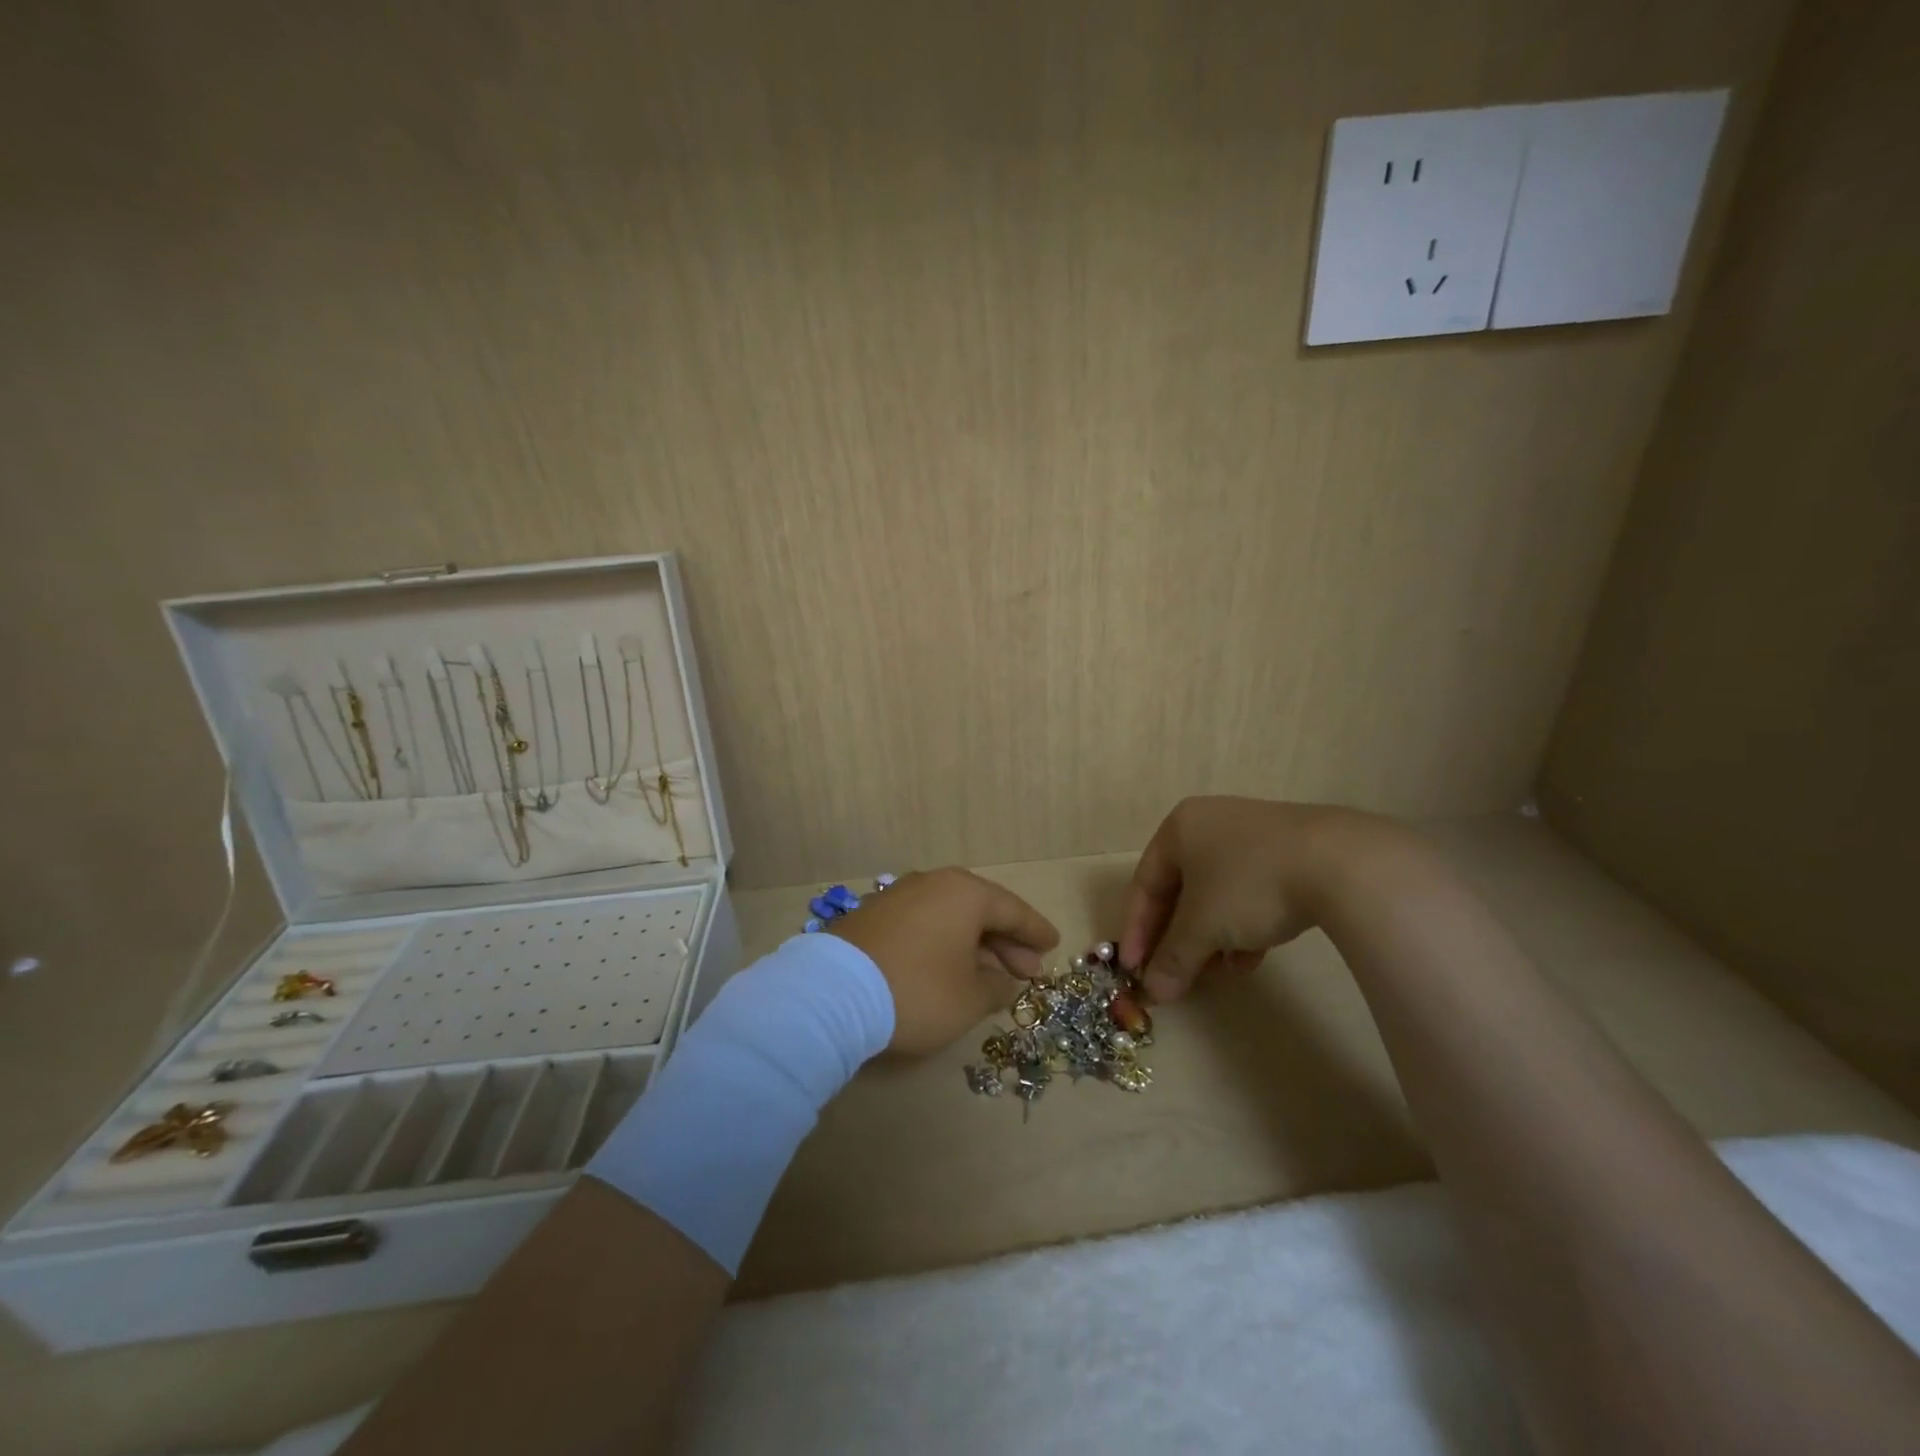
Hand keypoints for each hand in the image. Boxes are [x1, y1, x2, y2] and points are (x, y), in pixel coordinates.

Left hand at [828, 868, 1059, 1056]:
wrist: (832, 994)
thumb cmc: (918, 991)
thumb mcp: (969, 998)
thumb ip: (996, 987)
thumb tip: (1003, 980)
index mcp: (964, 893)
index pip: (1013, 910)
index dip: (1035, 931)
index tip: (1053, 944)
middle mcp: (933, 884)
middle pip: (981, 911)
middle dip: (1007, 943)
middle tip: (1028, 971)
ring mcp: (899, 897)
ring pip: (951, 918)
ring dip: (975, 946)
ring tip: (992, 975)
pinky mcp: (874, 917)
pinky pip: (924, 925)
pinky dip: (944, 944)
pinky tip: (950, 969)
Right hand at [1120, 796, 1399, 1003]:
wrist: (1341, 863)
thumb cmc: (1249, 885)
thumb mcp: (1203, 926)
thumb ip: (1173, 958)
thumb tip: (1154, 992)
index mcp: (1179, 828)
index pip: (1145, 884)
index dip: (1136, 930)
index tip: (1133, 970)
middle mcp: (1211, 824)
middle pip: (1181, 891)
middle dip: (1178, 939)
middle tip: (1174, 976)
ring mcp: (1253, 836)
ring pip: (1217, 895)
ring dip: (1211, 938)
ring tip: (1218, 972)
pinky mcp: (1289, 853)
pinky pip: (1250, 892)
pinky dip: (1243, 926)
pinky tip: (1251, 958)